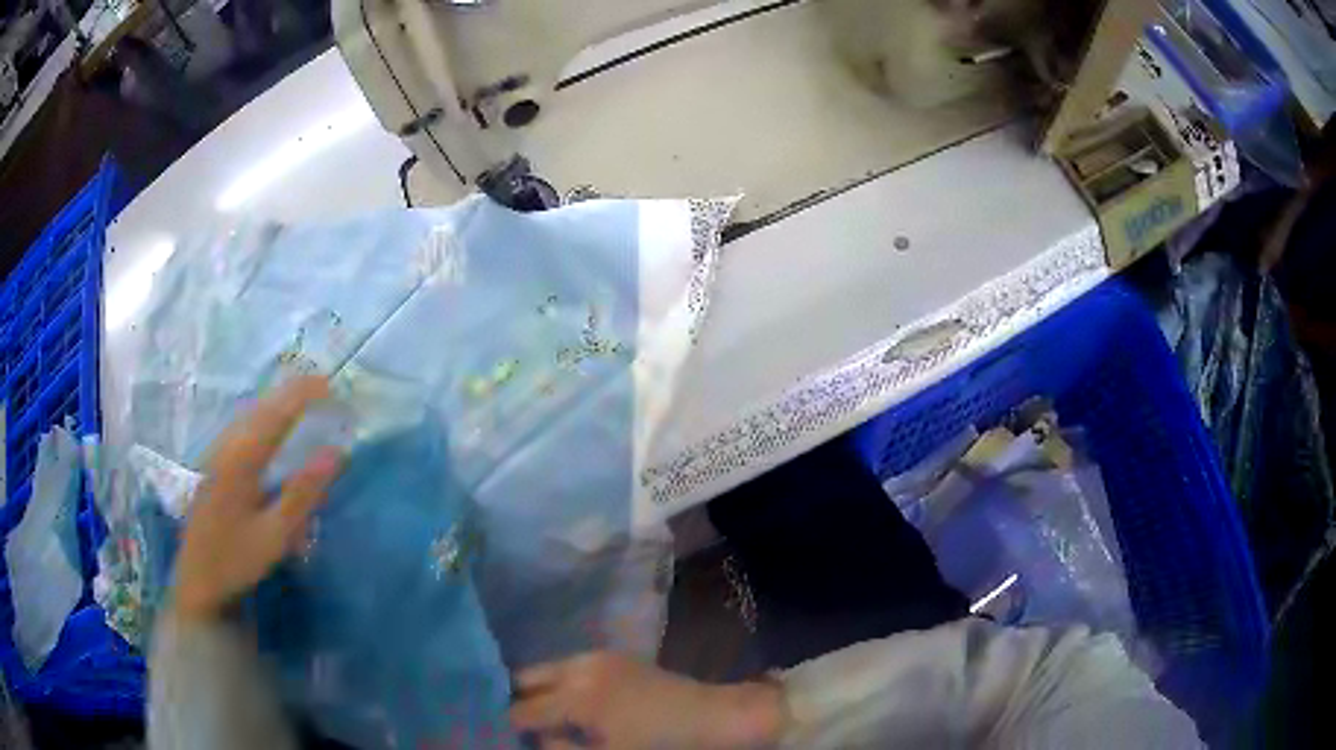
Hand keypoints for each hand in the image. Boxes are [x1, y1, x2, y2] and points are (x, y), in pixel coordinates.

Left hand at [171, 376, 343, 623]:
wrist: (197, 579)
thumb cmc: (237, 559)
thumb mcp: (275, 534)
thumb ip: (303, 492)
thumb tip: (336, 452)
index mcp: (242, 458)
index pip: (277, 412)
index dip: (304, 394)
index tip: (332, 386)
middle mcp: (227, 445)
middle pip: (262, 406)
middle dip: (293, 393)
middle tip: (324, 389)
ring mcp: (217, 453)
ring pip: (250, 414)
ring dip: (278, 403)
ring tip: (304, 400)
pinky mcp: (214, 464)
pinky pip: (243, 427)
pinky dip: (264, 417)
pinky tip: (271, 427)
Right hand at [510, 652, 786, 748]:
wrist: (718, 719)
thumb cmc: (662, 746)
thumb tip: (536, 739)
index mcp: (577, 696)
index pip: (522, 710)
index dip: (508, 726)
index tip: (499, 737)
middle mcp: (580, 667)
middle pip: (526, 678)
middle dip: (516, 700)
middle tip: (514, 724)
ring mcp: (599, 657)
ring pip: (548, 669)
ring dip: (538, 691)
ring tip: (538, 717)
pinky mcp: (616, 657)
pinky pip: (571, 668)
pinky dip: (560, 684)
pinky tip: (567, 706)